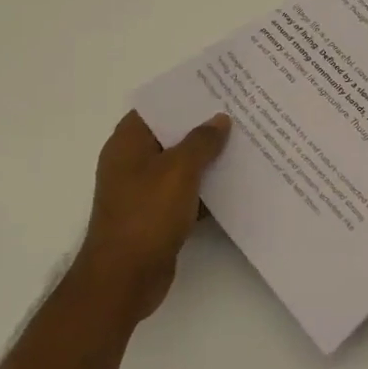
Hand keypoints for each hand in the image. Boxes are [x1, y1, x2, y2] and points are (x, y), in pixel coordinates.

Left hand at [75, 110, 230, 322]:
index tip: (217, 87)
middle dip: (202, 127)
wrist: (124, 280)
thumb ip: (202, 141)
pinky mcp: (156, 216)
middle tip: (239, 112)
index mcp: (128, 143)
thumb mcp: (179, 170)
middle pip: (171, 135)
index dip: (184, 96)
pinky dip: (205, 188)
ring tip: (244, 143)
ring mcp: (143, 191)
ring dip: (207, 159)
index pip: (157, 107)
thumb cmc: (146, 215)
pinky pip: (185, 192)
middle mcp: (132, 162)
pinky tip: (235, 183)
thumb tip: (219, 119)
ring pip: (181, 165)